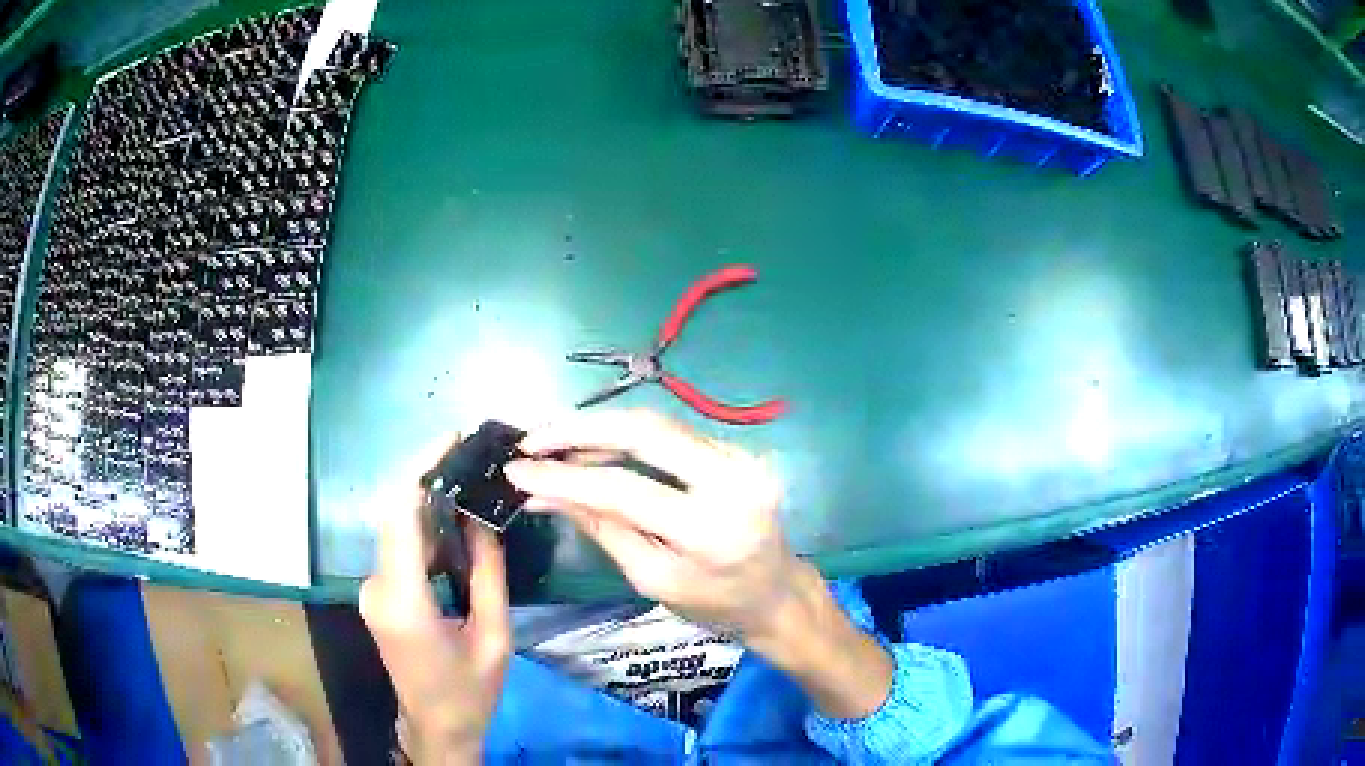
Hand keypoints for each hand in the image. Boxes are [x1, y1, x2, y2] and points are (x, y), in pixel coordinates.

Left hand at [360, 441, 510, 765]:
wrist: (436, 727)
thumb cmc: (470, 692)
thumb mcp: (494, 636)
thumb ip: (488, 573)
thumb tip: (484, 517)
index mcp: (403, 600)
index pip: (400, 514)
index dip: (421, 468)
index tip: (452, 437)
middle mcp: (377, 587)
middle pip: (394, 512)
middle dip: (427, 476)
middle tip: (470, 456)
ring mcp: (373, 590)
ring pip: (396, 527)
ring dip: (428, 503)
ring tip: (470, 486)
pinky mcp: (379, 594)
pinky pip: (399, 548)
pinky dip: (425, 529)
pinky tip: (455, 528)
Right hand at [506, 409, 797, 638]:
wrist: (778, 593)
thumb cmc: (714, 604)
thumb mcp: (650, 578)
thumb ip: (600, 526)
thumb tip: (542, 492)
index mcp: (710, 528)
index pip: (622, 488)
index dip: (564, 475)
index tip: (517, 468)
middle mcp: (732, 478)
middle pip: (644, 431)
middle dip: (579, 428)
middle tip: (532, 438)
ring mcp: (741, 456)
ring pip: (656, 424)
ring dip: (599, 428)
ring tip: (553, 440)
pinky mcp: (737, 449)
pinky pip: (671, 434)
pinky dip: (627, 436)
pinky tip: (593, 444)